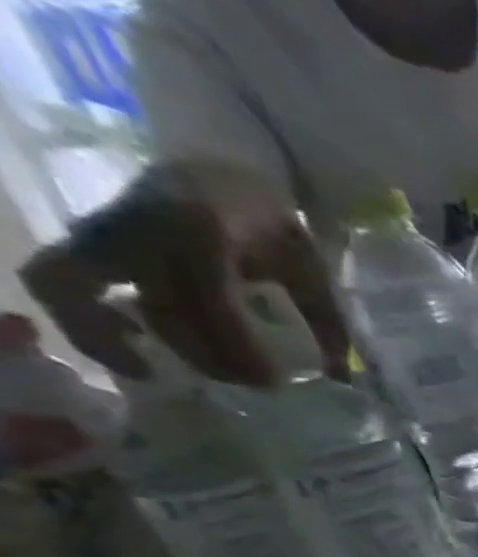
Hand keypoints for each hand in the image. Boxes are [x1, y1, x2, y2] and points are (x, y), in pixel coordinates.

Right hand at [20, 161, 350, 386]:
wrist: (216, 173)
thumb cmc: (268, 223)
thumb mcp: (310, 265)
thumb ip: (328, 319)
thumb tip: (341, 376)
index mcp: (202, 226)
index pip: (210, 299)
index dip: (238, 347)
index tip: (273, 380)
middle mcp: (140, 226)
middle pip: (161, 309)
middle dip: (208, 358)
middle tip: (251, 383)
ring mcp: (104, 232)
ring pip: (87, 294)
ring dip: (132, 346)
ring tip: (181, 376)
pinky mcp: (86, 243)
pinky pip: (56, 284)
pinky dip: (84, 325)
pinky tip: (135, 357)